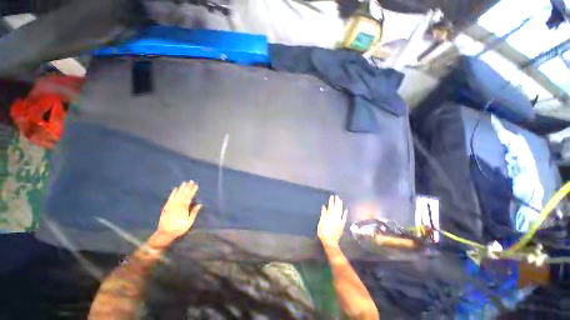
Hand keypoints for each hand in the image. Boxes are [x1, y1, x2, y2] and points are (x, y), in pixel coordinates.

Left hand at [155, 181, 201, 243]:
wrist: (165, 233)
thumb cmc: (179, 228)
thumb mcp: (189, 222)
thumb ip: (194, 212)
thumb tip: (200, 204)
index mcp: (184, 208)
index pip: (189, 197)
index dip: (193, 191)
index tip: (196, 185)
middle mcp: (177, 205)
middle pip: (184, 194)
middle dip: (188, 187)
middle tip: (191, 181)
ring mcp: (171, 205)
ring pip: (177, 195)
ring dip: (181, 189)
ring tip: (184, 183)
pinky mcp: (166, 207)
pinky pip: (170, 199)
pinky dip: (172, 193)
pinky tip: (175, 189)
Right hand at [317, 195, 347, 247]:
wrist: (330, 241)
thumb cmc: (323, 232)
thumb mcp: (321, 222)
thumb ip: (323, 214)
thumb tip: (324, 206)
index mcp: (329, 216)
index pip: (330, 206)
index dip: (331, 201)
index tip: (331, 196)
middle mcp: (335, 217)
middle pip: (336, 207)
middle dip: (336, 201)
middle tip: (337, 196)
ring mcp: (339, 220)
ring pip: (340, 211)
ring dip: (340, 205)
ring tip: (340, 200)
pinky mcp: (342, 224)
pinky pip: (344, 217)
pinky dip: (345, 213)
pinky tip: (346, 209)